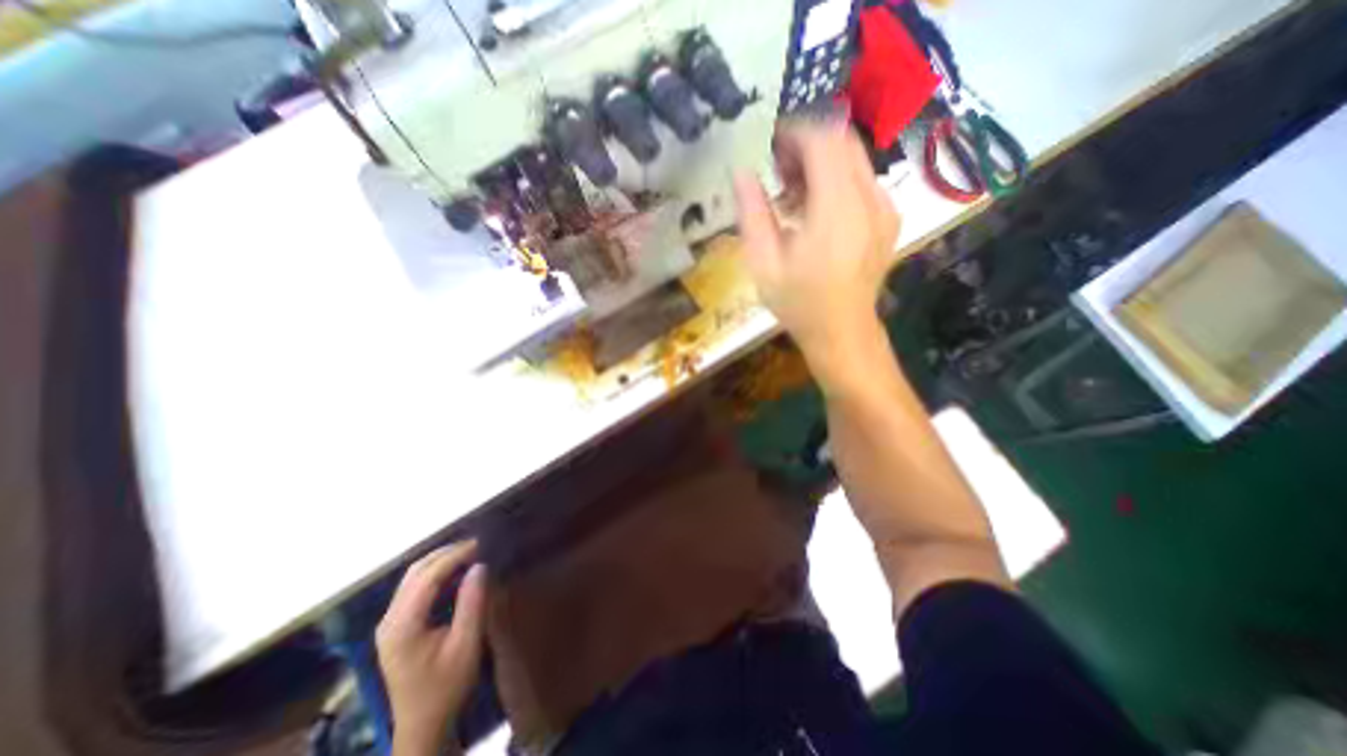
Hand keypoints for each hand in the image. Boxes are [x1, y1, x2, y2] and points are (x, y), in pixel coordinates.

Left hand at [375, 541, 485, 754]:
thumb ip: (472, 603)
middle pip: (416, 572)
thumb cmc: (447, 685)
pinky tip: (456, 572)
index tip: (481, 544)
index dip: (454, 555)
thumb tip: (480, 565)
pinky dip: (436, 573)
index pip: (427, 577)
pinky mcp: (395, 626)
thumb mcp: (466, 644)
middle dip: (447, 553)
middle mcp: (389, 620)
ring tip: (470, 553)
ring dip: (441, 560)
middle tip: (478, 545)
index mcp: (402, 626)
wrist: (423, 724)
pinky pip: (413, 588)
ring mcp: (389, 623)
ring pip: (412, 577)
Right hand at [734, 119, 896, 375]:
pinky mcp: (889, 218)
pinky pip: (863, 180)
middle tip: (777, 168)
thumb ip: (752, 213)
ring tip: (792, 191)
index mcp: (837, 210)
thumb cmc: (798, 303)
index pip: (823, 140)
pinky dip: (837, 179)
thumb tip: (741, 171)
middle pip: (843, 141)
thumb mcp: (764, 263)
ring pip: (854, 158)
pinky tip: (815, 209)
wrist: (842, 332)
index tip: (769, 146)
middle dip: (807, 143)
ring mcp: (884, 208)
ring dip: (821, 161)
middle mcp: (869, 200)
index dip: (794, 132)